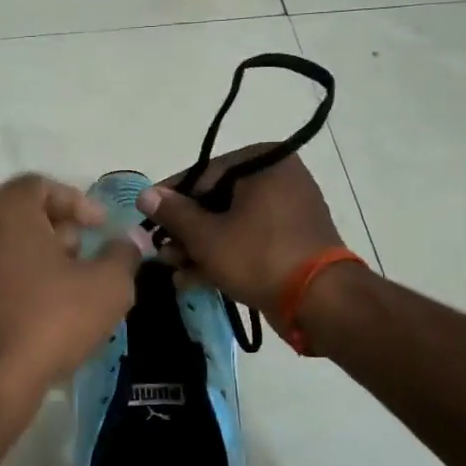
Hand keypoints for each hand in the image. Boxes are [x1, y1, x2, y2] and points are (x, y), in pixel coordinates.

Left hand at [0, 175, 145, 419]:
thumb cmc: (48, 321)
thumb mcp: (107, 287)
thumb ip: (123, 255)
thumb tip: (129, 242)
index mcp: (4, 209)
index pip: (42, 186)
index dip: (79, 202)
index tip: (102, 227)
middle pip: (22, 214)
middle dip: (60, 230)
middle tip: (88, 255)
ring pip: (6, 246)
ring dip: (40, 258)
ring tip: (71, 287)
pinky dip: (19, 281)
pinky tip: (43, 312)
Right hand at [135, 145, 345, 332]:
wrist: (320, 302)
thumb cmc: (259, 256)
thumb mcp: (206, 236)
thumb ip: (173, 213)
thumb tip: (145, 194)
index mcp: (263, 163)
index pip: (203, 174)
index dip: (171, 199)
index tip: (147, 219)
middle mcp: (279, 179)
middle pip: (216, 201)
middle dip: (185, 231)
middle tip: (161, 252)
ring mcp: (288, 212)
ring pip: (231, 224)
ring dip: (199, 248)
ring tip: (173, 269)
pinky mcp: (291, 242)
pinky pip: (249, 241)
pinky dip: (223, 256)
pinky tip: (193, 278)